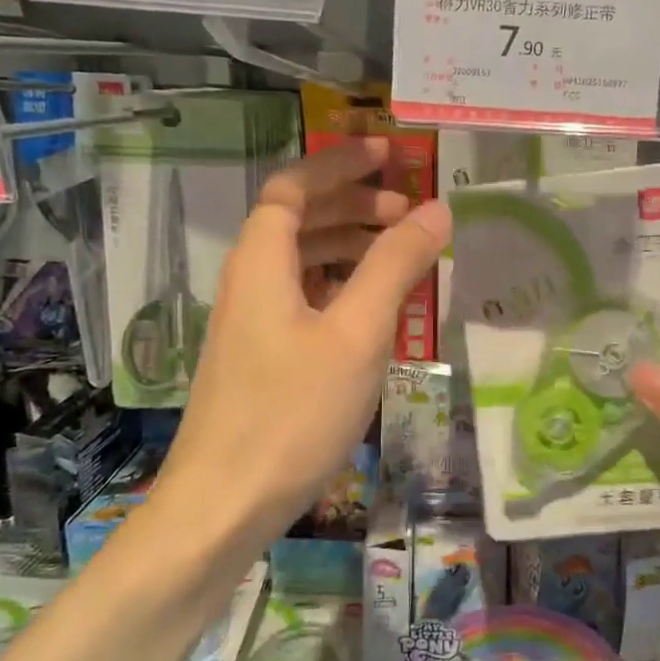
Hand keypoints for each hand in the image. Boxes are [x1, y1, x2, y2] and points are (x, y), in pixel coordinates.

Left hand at [161, 138, 449, 534]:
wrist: (224, 505)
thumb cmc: (292, 412)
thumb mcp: (356, 333)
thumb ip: (395, 265)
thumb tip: (436, 209)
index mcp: (262, 262)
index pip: (293, 187)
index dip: (338, 164)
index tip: (388, 154)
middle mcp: (249, 283)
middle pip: (297, 220)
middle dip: (353, 205)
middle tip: (408, 210)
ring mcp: (251, 324)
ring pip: (301, 263)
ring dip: (349, 246)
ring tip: (401, 255)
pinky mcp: (260, 359)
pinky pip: (303, 300)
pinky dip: (340, 287)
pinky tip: (373, 310)